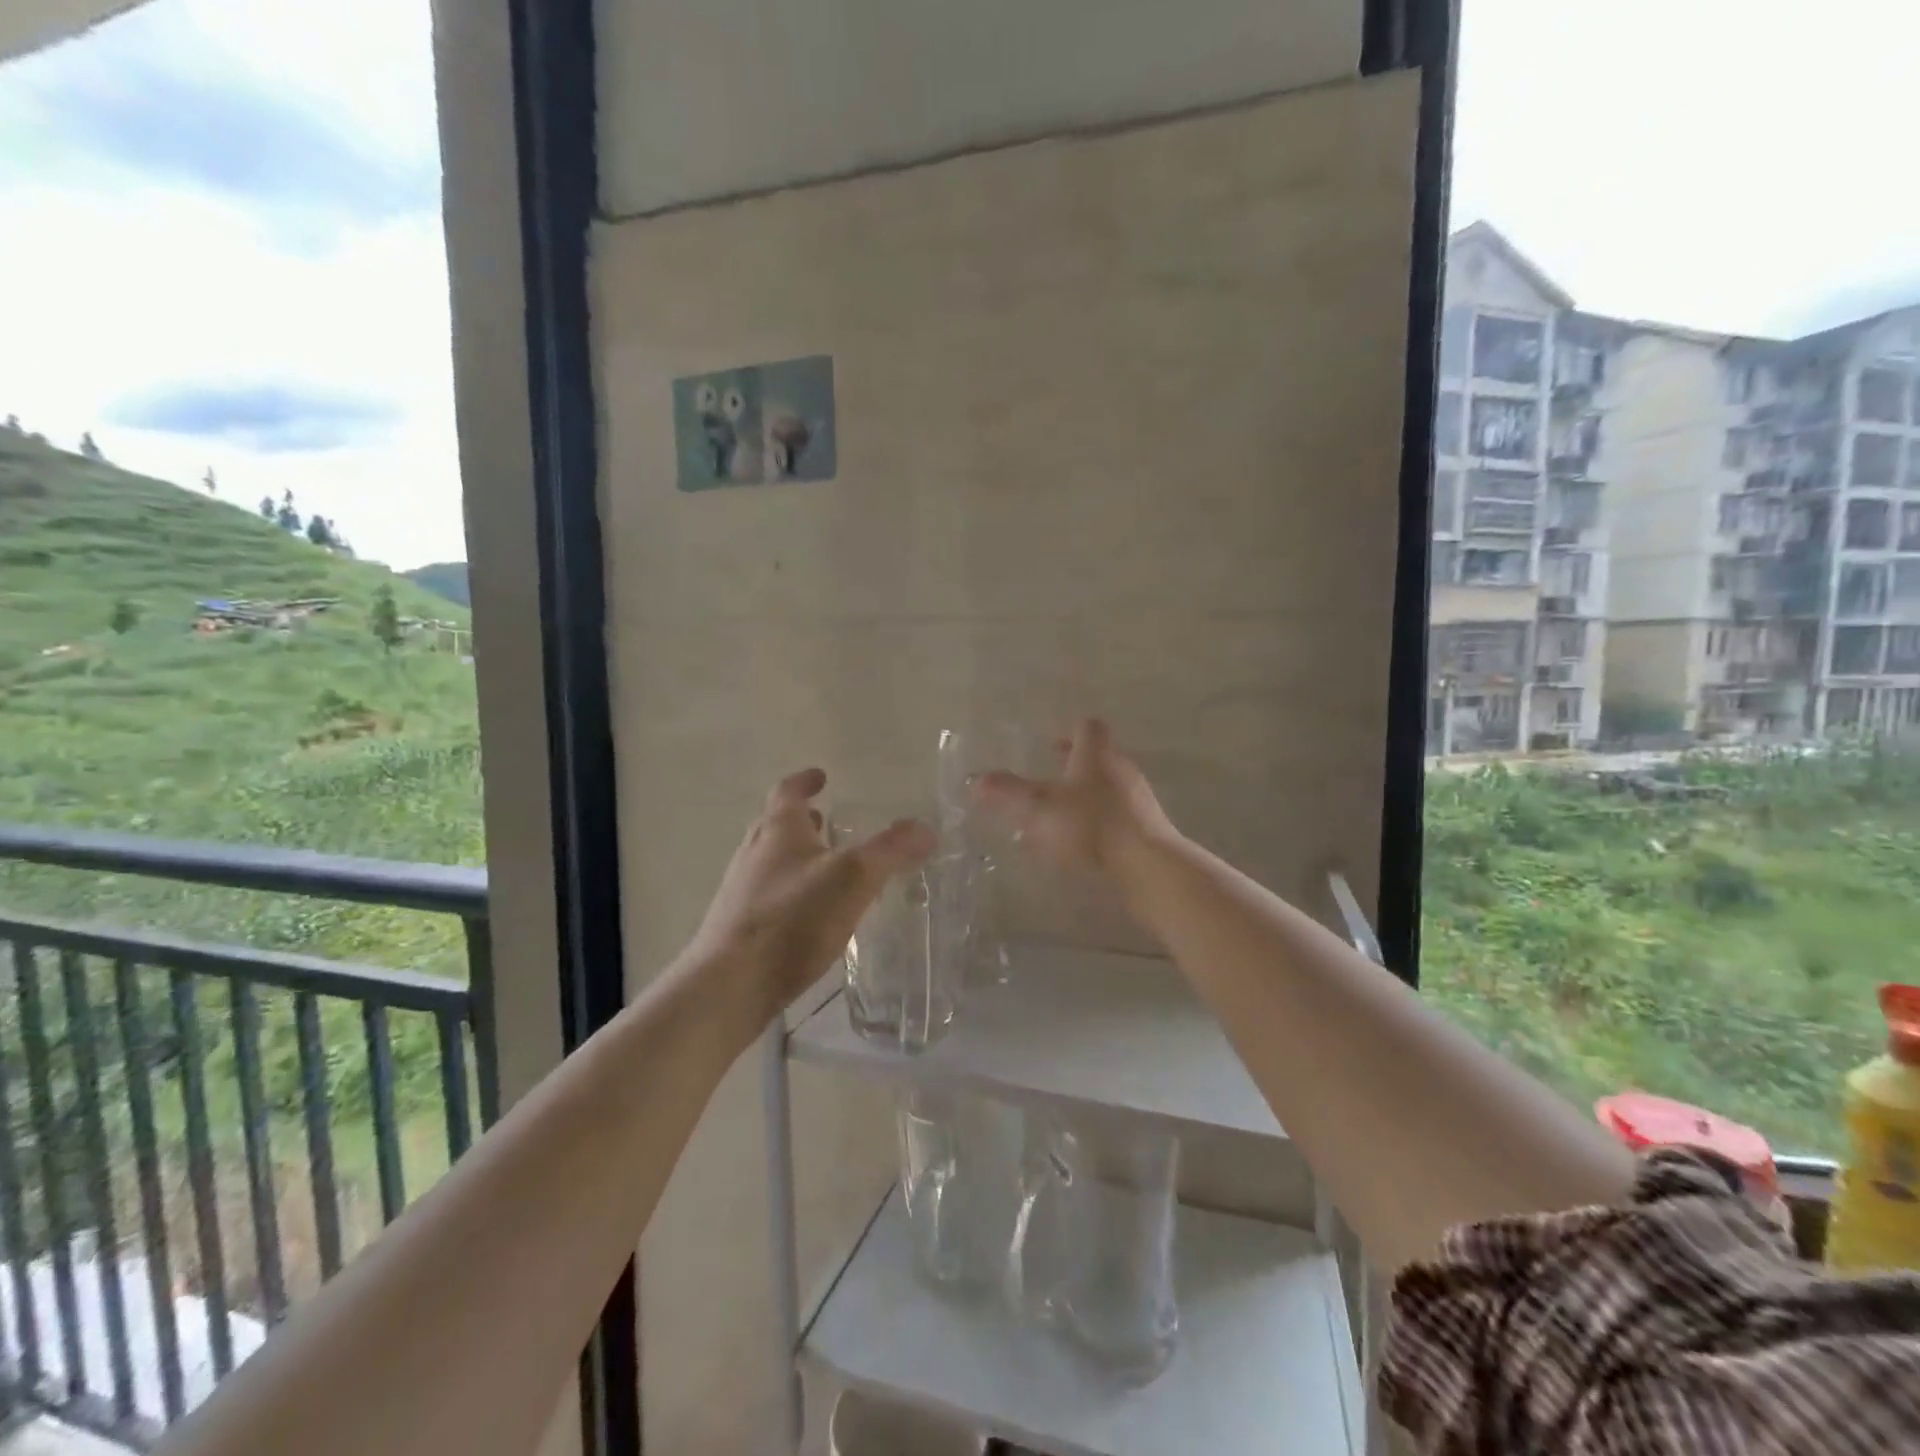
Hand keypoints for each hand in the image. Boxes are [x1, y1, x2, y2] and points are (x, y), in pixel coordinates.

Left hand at [690, 768, 934, 1028]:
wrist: (730, 985)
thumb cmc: (793, 918)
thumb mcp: (853, 878)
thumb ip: (891, 850)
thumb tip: (925, 827)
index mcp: (778, 830)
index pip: (788, 791)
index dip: (805, 781)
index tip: (821, 776)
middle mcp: (753, 852)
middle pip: (775, 825)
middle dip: (801, 820)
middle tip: (825, 820)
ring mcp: (740, 891)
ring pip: (770, 861)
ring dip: (795, 856)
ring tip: (825, 867)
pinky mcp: (738, 927)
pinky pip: (768, 895)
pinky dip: (790, 891)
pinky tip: (809, 916)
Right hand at [972, 718, 1175, 877]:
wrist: (1147, 867)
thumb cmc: (1090, 826)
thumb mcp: (1039, 807)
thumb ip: (1007, 792)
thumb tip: (976, 780)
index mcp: (1096, 755)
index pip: (1088, 728)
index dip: (1069, 732)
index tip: (1051, 745)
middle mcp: (1120, 771)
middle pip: (1097, 760)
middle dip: (1071, 771)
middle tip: (1046, 784)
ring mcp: (1137, 802)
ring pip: (1105, 793)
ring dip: (1081, 803)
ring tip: (1053, 824)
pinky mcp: (1145, 832)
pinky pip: (1114, 822)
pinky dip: (1093, 829)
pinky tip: (1075, 852)